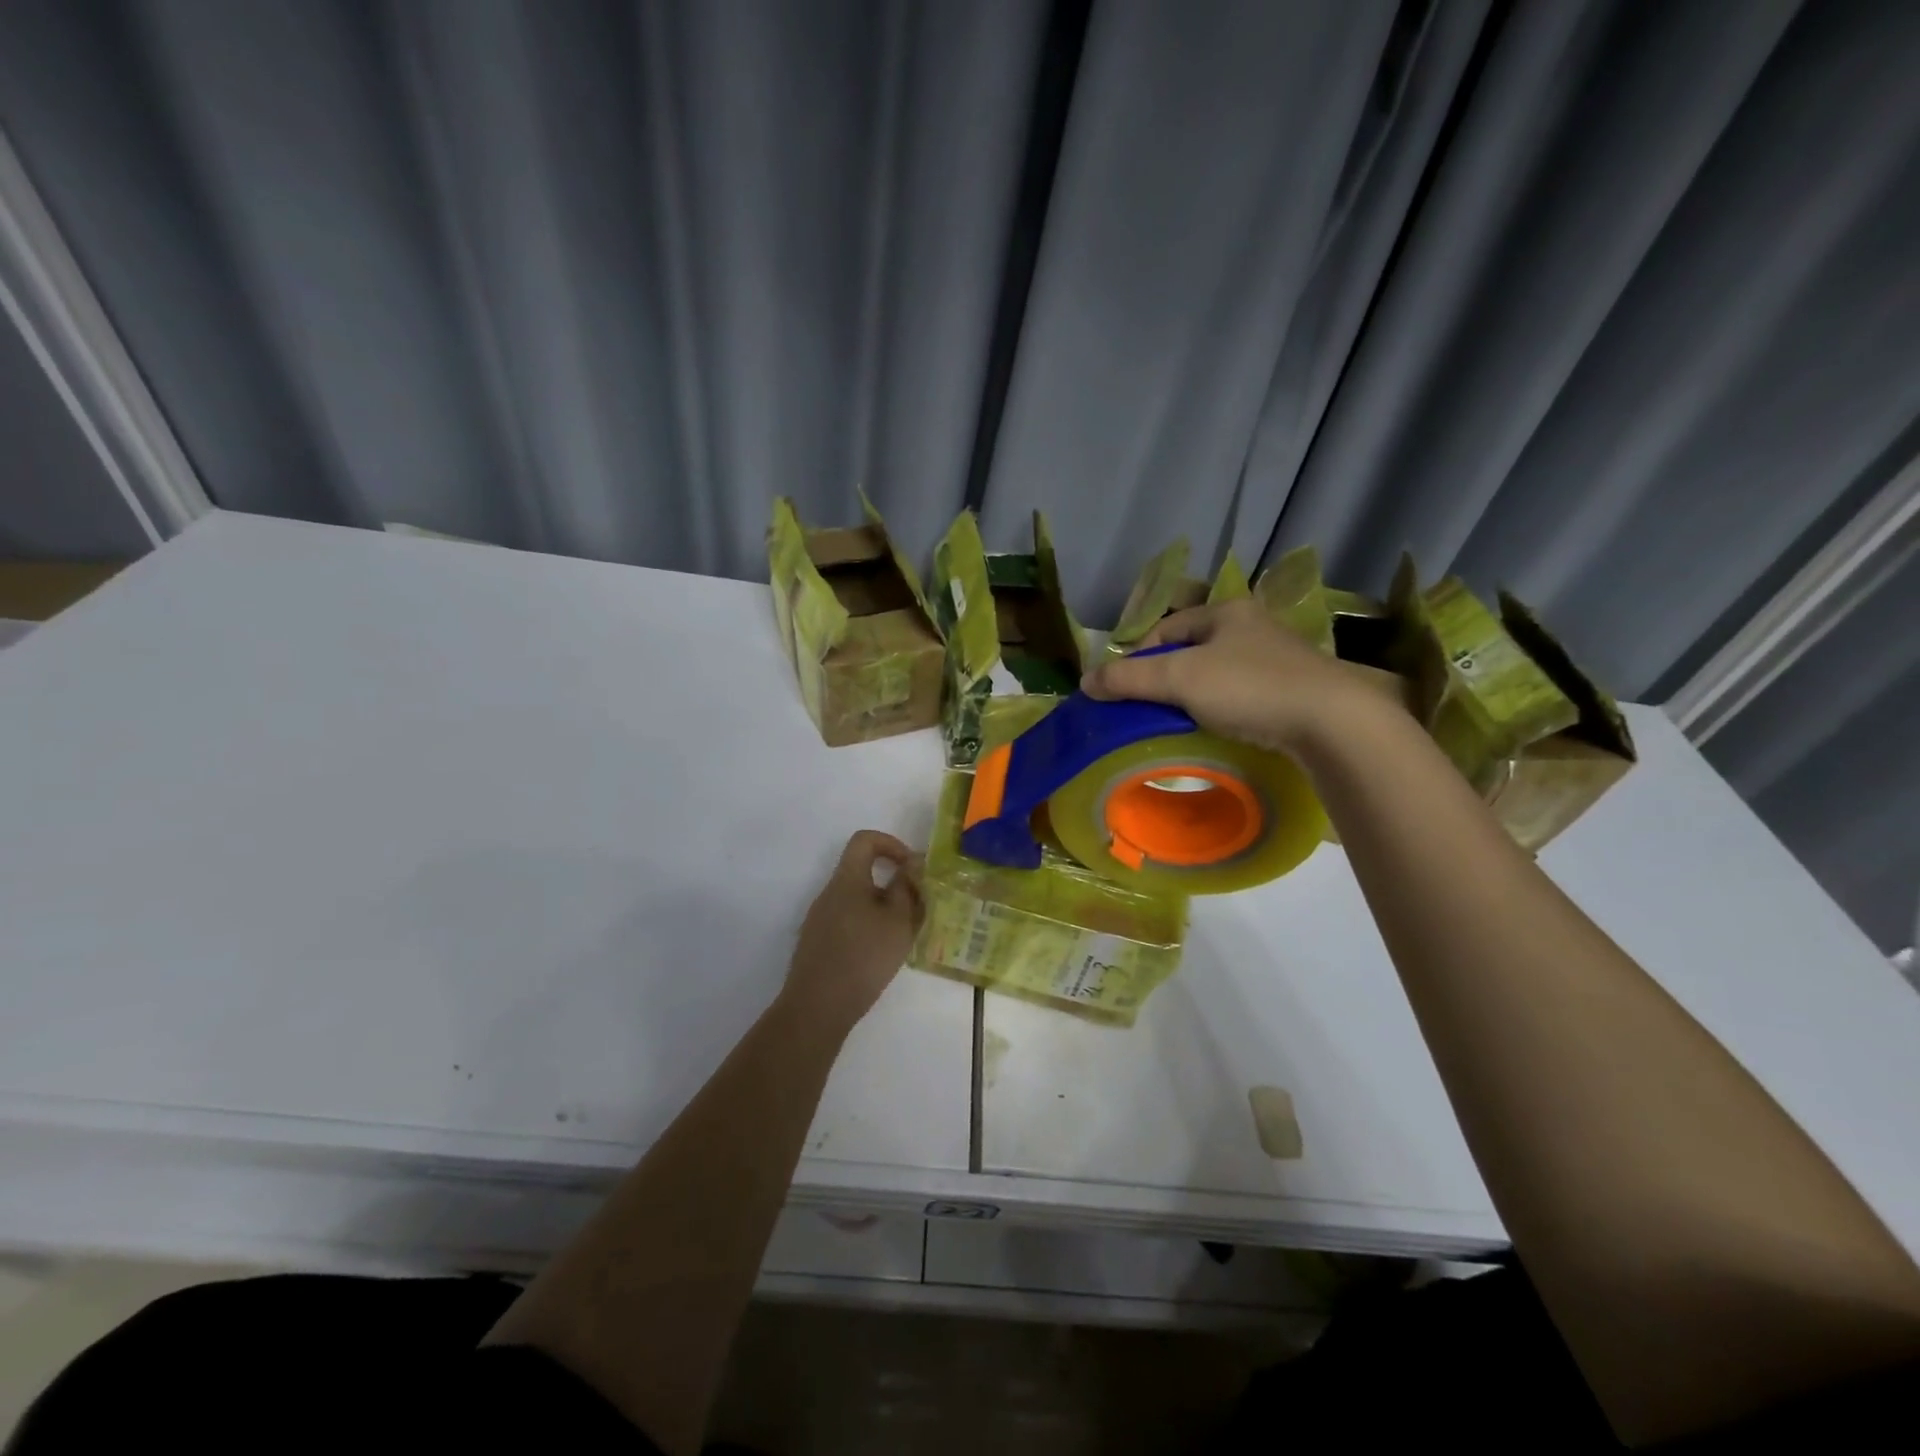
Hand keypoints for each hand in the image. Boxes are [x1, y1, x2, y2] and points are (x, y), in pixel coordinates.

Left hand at [783, 830, 924, 1034]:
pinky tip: (881, 956)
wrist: (817, 1008)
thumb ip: (907, 888)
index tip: (911, 868)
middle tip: (916, 908)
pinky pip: (848, 922)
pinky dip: (868, 928)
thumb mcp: (898, 921)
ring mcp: (819, 920)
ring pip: (857, 900)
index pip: (864, 840)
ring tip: (903, 935)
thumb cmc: (863, 957)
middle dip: (893, 884)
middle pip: (862, 872)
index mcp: (847, 880)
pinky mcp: (817, 944)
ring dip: (882, 909)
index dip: (891, 844)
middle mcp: (829, 893)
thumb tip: (911, 865)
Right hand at [1081, 598, 1364, 755]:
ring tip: (1178, 721)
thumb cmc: (1250, 687)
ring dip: (1193, 694)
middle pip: (1191, 649)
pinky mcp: (1293, 689)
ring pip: (1217, 673)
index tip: (1124, 688)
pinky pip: (1241, 693)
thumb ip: (1130, 679)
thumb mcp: (1180, 678)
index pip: (1166, 627)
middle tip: (1148, 707)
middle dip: (1165, 676)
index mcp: (1226, 611)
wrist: (1333, 721)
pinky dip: (1222, 708)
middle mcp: (1252, 626)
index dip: (1138, 655)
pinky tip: (1219, 728)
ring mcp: (1277, 657)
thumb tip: (1085, 682)